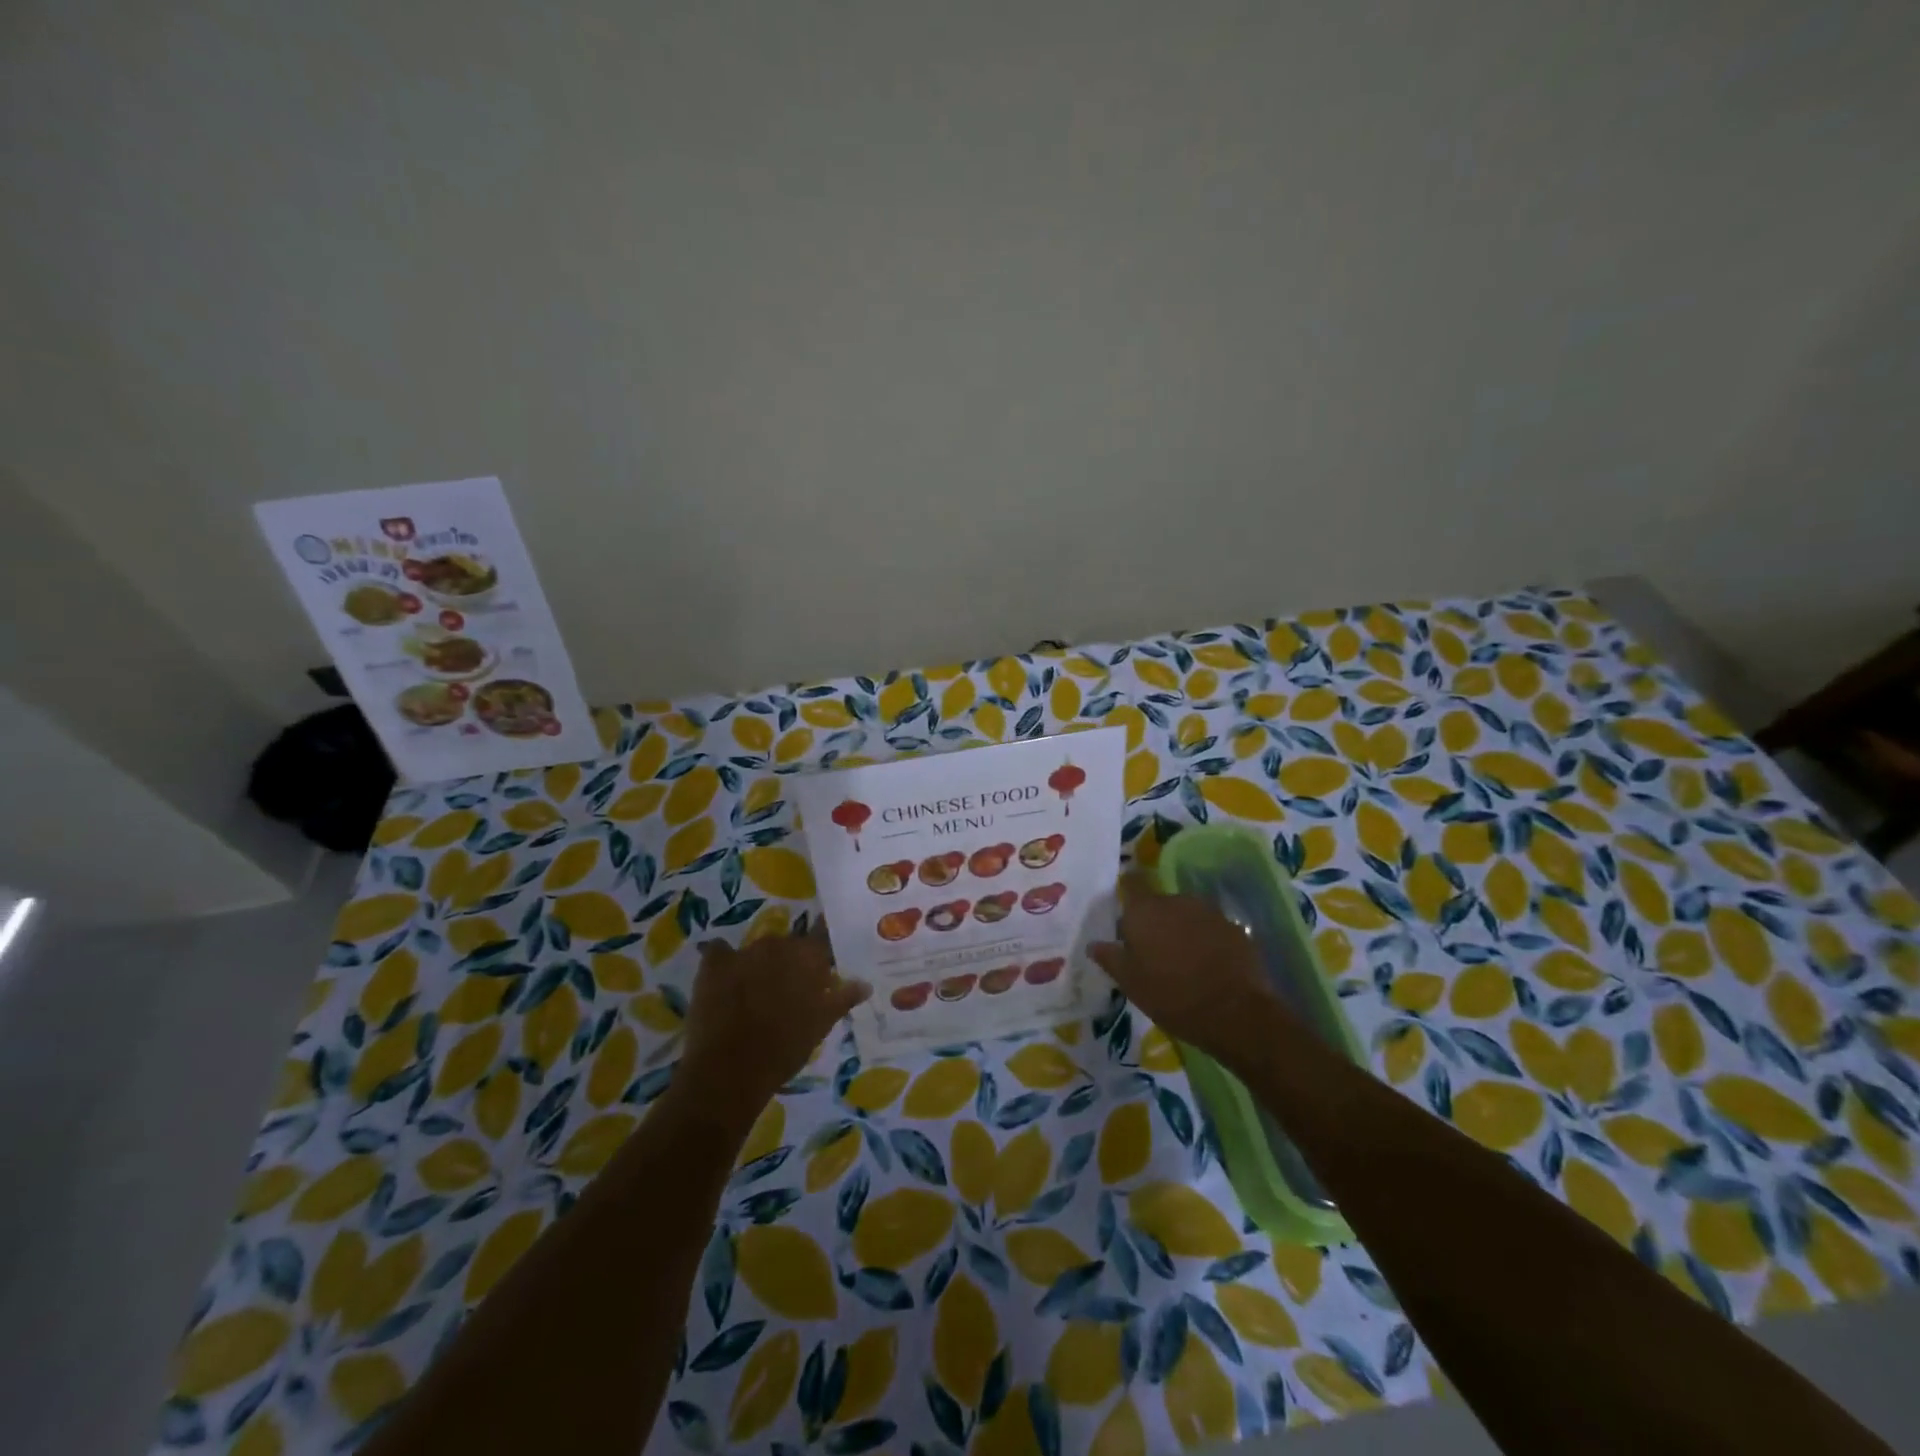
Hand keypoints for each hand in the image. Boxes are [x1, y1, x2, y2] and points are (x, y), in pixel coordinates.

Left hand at [677, 925, 870, 1137]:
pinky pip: (720, 952)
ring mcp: (743, 952)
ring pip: (756, 951)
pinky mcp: (713, 964)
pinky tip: (724, 981)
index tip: (819, 961)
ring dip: (759, 965)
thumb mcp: (822, 1025)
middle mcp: (778, 944)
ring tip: (755, 993)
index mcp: (807, 956)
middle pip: (787, 944)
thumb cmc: (786, 1048)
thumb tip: (866, 984)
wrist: (731, 1070)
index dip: (820, 948)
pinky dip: (723, 962)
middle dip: (788, 962)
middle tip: (788, 990)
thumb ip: (844, 999)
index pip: (821, 936)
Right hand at [1090, 888, 1286, 1067]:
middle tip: (1151, 949)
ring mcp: (1209, 912)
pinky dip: (1205, 940)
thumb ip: (1110, 958)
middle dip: (1155, 919)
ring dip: (1181, 929)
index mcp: (1145, 910)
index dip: (1128, 890)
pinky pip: (1210, 928)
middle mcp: (1176, 901)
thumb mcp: (1130, 982)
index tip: (1125, 909)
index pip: (1132, 882)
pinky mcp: (1234, 928)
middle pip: (1159, 901)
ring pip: (1186, 914)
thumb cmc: (1171, 995)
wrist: (1235, 1012)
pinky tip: (1206, 966)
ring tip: (1180, 960)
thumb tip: (1093, 944)